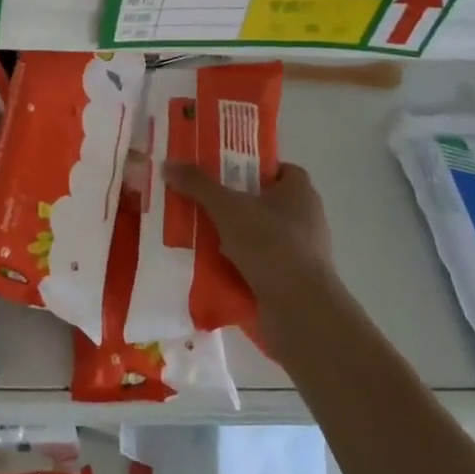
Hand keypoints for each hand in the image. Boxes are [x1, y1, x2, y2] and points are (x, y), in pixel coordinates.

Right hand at [163, 161, 344, 355]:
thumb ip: (199, 185)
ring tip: (198, 233)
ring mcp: (301, 252)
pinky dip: (238, 263)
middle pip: (264, 202)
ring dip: (232, 236)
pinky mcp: (291, 280)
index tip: (222, 172)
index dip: (251, 167)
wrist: (299, 310)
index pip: (278, 169)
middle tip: (200, 201)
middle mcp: (306, 218)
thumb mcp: (227, 207)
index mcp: (300, 192)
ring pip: (259, 235)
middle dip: (233, 203)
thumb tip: (169, 164)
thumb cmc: (270, 245)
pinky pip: (259, 263)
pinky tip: (210, 265)